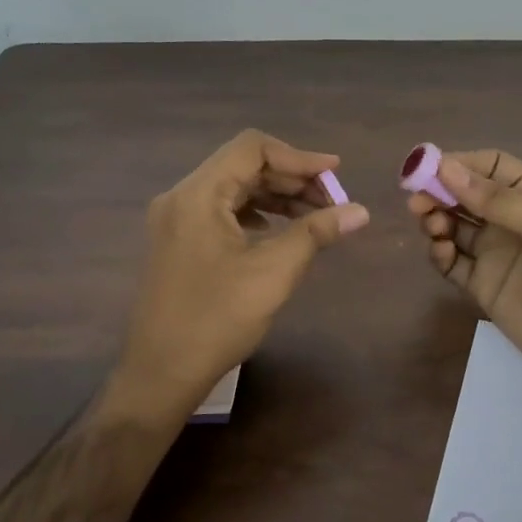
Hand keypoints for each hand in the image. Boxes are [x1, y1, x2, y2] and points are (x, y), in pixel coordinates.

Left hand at [116, 130, 368, 418]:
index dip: (299, 157)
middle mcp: (182, 197)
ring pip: (233, 189)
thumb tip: (360, 211)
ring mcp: (175, 220)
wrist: (161, 372)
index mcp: (199, 194)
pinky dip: (255, 213)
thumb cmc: (217, 319)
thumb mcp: (274, 272)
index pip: (252, 148)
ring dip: (275, 196)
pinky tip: (279, 231)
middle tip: (332, 200)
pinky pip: (221, 211)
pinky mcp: (177, 241)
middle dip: (291, 178)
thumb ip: (316, 233)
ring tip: (315, 216)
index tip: (335, 175)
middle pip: (242, 166)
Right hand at [408, 150, 521, 396]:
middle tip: (416, 202)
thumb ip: (498, 200)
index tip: (426, 169)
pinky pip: (452, 262)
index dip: (458, 164)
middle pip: (465, 195)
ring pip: (454, 226)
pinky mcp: (482, 285)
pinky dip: (440, 254)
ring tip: (432, 228)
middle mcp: (511, 220)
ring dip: (436, 221)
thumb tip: (446, 169)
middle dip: (439, 192)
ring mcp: (495, 253)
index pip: (490, 167)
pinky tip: (442, 254)